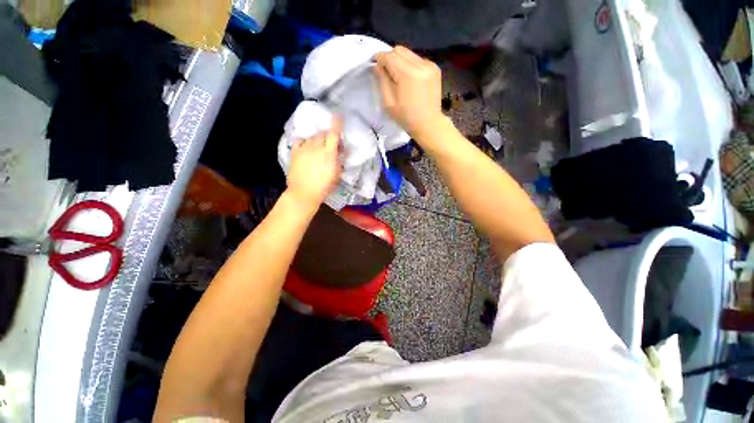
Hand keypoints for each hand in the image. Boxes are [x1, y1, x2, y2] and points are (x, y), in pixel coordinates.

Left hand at [286, 120, 342, 208]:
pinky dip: (305, 141)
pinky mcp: (295, 152)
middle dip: (329, 136)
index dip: (337, 124)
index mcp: (328, 153)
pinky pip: (300, 140)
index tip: (339, 115)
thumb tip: (341, 151)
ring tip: (319, 147)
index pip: (334, 134)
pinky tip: (307, 146)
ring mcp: (304, 148)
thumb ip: (339, 160)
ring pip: (312, 137)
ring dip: (318, 139)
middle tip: (331, 144)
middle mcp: (316, 147)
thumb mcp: (337, 174)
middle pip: (323, 134)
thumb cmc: (324, 187)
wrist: (304, 193)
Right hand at [374, 46, 444, 139]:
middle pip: (400, 50)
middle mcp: (420, 64)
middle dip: (389, 57)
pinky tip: (409, 78)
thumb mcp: (389, 102)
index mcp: (408, 74)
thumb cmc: (407, 117)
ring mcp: (430, 65)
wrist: (429, 124)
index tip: (374, 62)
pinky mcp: (435, 68)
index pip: (390, 56)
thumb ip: (382, 81)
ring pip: (409, 53)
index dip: (379, 57)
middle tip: (385, 70)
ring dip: (400, 60)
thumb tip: (378, 66)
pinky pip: (418, 59)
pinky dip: (410, 64)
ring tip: (397, 75)